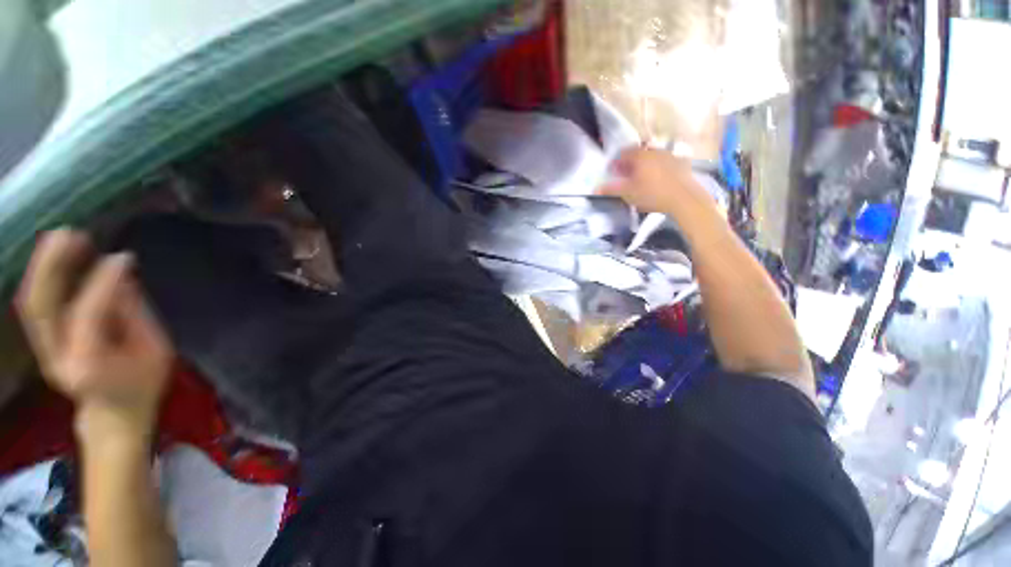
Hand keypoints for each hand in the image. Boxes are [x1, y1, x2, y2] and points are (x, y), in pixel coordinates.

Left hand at [16, 230, 171, 444]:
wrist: (114, 417)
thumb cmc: (143, 385)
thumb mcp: (155, 351)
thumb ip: (134, 314)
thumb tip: (119, 277)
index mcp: (88, 363)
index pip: (88, 313)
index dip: (103, 281)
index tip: (123, 257)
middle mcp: (56, 355)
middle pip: (42, 305)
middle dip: (52, 266)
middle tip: (72, 233)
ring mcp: (44, 350)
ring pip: (32, 303)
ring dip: (43, 267)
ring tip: (62, 237)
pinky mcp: (43, 343)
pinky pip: (36, 306)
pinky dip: (42, 279)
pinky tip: (57, 259)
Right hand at [598, 148, 716, 217]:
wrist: (684, 199)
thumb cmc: (652, 194)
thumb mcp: (628, 193)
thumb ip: (611, 189)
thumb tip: (595, 188)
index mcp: (640, 156)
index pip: (623, 153)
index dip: (616, 162)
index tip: (612, 172)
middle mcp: (654, 151)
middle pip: (638, 153)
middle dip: (630, 163)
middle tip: (625, 176)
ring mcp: (670, 156)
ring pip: (652, 157)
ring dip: (644, 165)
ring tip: (641, 179)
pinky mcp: (681, 164)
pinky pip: (665, 163)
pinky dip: (658, 169)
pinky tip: (657, 181)